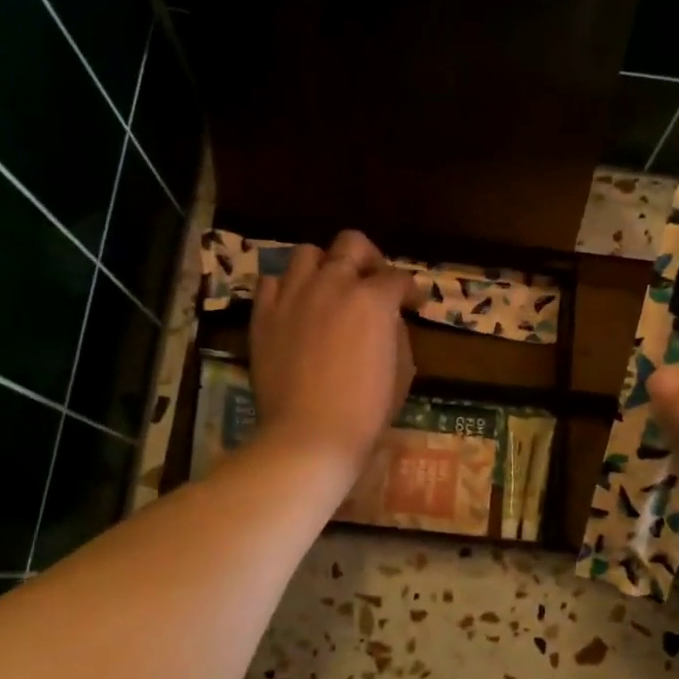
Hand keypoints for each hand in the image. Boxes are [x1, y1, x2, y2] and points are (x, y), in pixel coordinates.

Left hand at [248, 231, 418, 477]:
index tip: (414, 305)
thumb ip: (397, 334)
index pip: (398, 278)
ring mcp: (293, 296)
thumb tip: (388, 321)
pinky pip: (272, 282)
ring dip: (325, 266)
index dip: (411, 291)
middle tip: (373, 282)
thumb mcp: (402, 372)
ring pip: (307, 254)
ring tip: (329, 289)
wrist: (309, 435)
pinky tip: (296, 307)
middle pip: (352, 244)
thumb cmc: (366, 411)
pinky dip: (288, 288)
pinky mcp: (264, 315)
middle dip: (369, 258)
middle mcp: (333, 284)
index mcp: (373, 299)